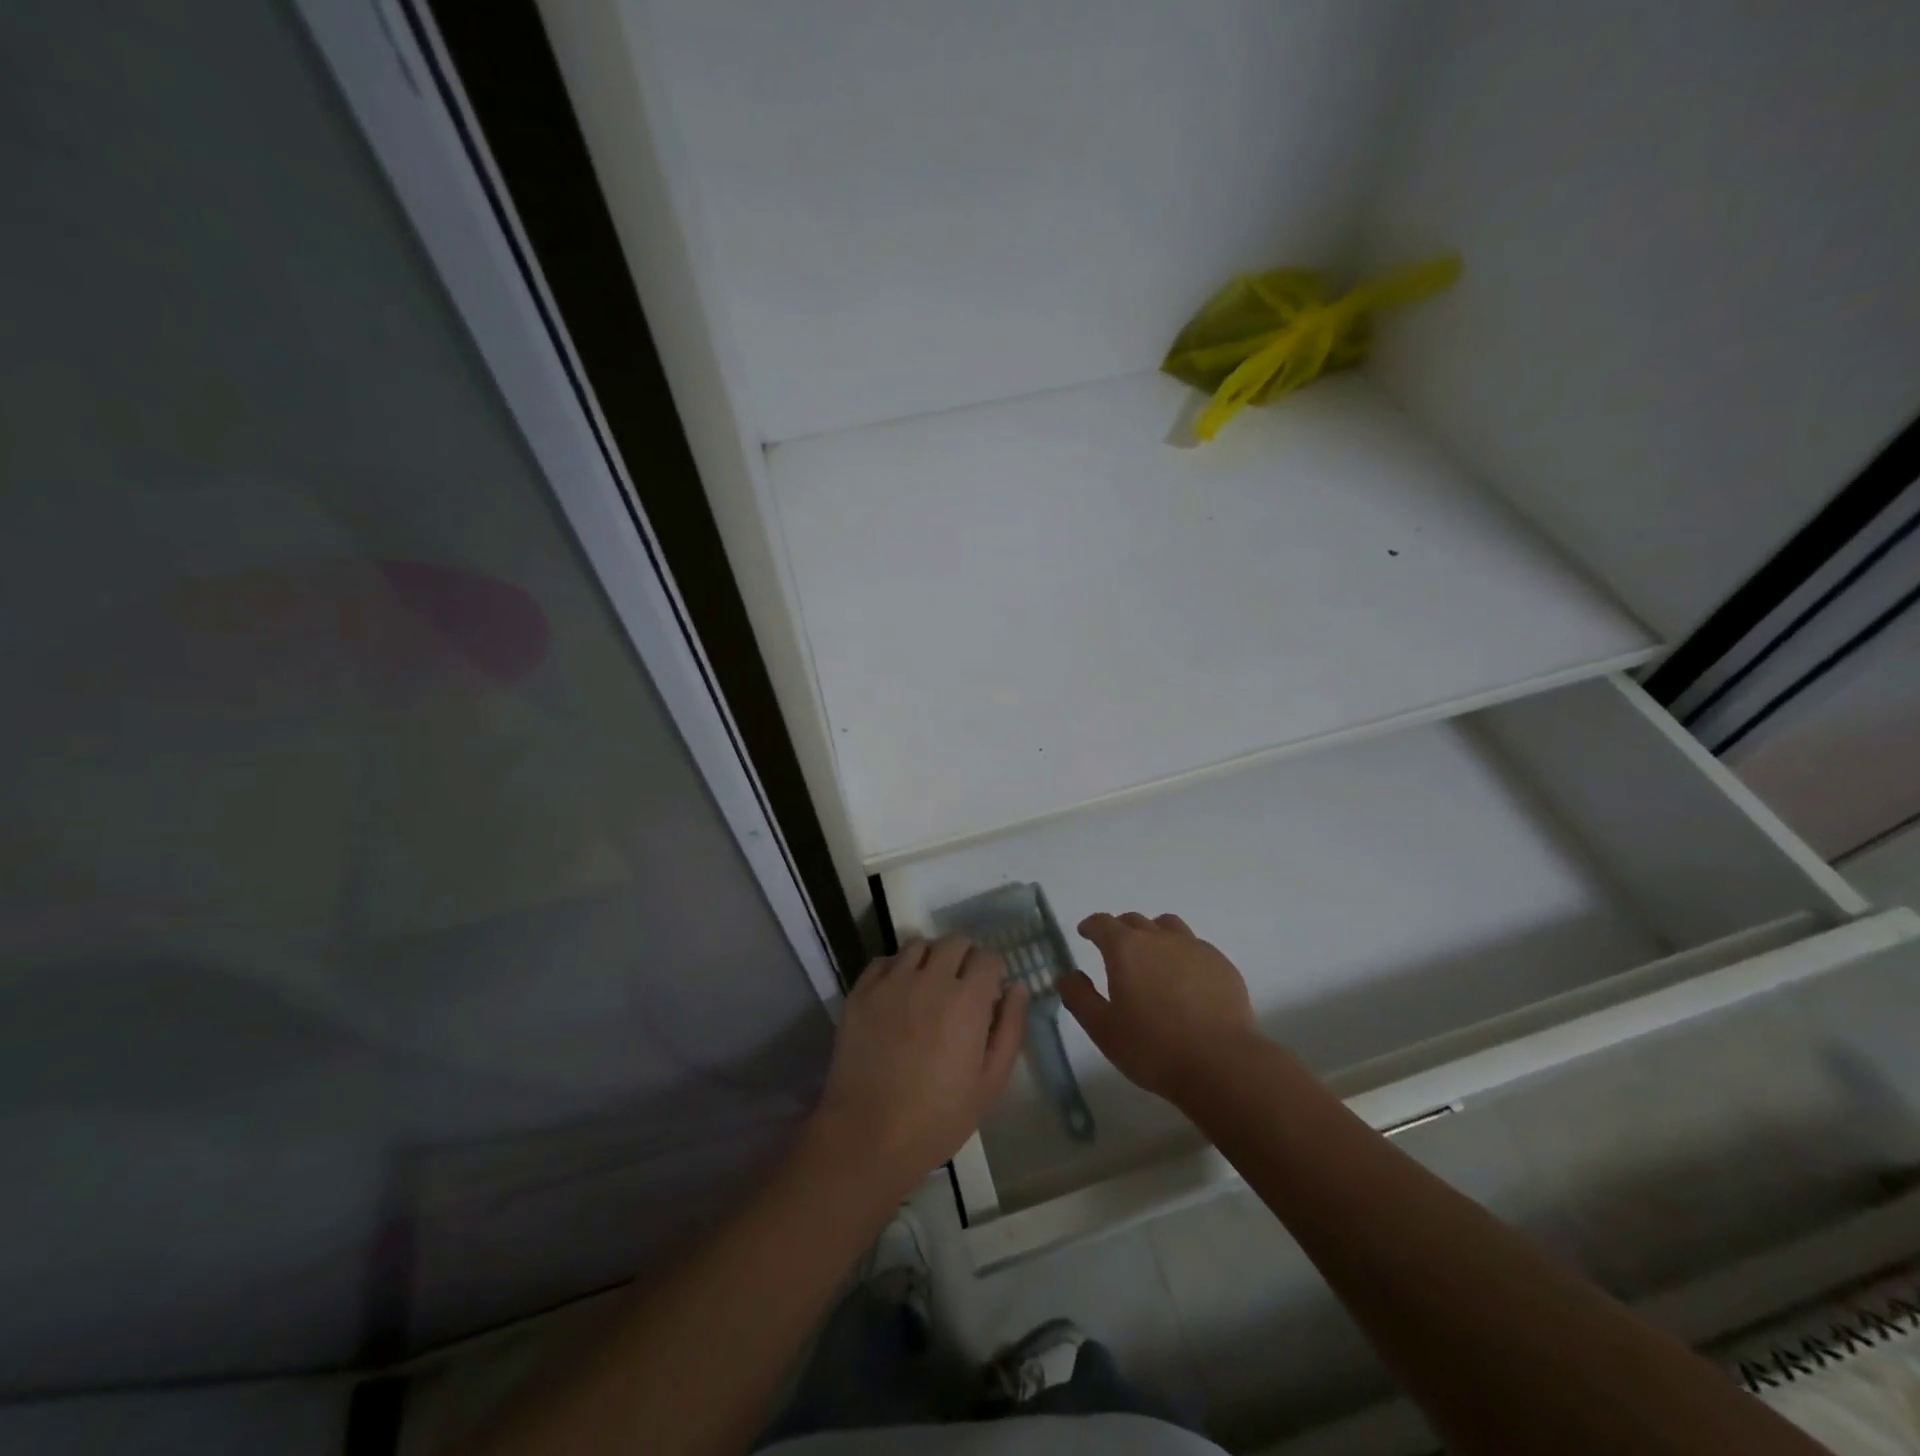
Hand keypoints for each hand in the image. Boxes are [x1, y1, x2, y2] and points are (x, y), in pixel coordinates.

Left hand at [808, 936, 1027, 1198]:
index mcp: (967, 1000)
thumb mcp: (991, 1082)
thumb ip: (1010, 1028)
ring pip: (917, 945)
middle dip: (965, 958)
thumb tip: (1017, 988)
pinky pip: (883, 961)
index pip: (988, 958)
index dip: (992, 973)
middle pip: (955, 942)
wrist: (868, 1135)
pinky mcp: (861, 992)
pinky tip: (897, 995)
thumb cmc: (939, 1117)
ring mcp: (892, 982)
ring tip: (927, 988)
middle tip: (960, 987)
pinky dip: (895, 969)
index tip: (987, 994)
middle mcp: (930, 979)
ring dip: (929, 959)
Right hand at [1061, 912, 1258, 1104]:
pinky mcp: (1221, 964)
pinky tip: (1186, 981)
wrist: (1221, 1064)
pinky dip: (1183, 954)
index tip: (1085, 933)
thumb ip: (1079, 997)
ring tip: (1153, 958)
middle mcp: (1159, 938)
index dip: (1091, 926)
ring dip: (1154, 935)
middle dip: (1120, 931)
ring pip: (1168, 927)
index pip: (1102, 923)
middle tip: (1116, 951)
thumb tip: (1066, 975)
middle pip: (1134, 921)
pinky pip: (1196, 947)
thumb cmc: (1153, 1048)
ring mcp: (1194, 947)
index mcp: (1125, 948)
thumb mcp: (1103, 1029)